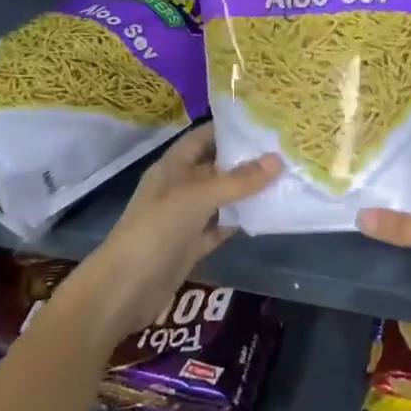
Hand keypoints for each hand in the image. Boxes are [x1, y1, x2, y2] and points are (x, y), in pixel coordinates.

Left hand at [72, 124, 279, 346]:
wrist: (124, 289)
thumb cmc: (156, 231)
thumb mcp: (198, 198)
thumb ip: (238, 180)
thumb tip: (277, 160)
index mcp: (173, 166)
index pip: (203, 137)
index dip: (229, 127)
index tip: (265, 121)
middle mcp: (180, 187)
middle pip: (216, 166)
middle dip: (245, 158)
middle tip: (284, 149)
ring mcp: (186, 217)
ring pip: (222, 197)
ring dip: (247, 190)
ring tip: (285, 177)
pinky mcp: (193, 244)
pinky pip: (222, 225)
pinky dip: (241, 220)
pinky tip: (268, 213)